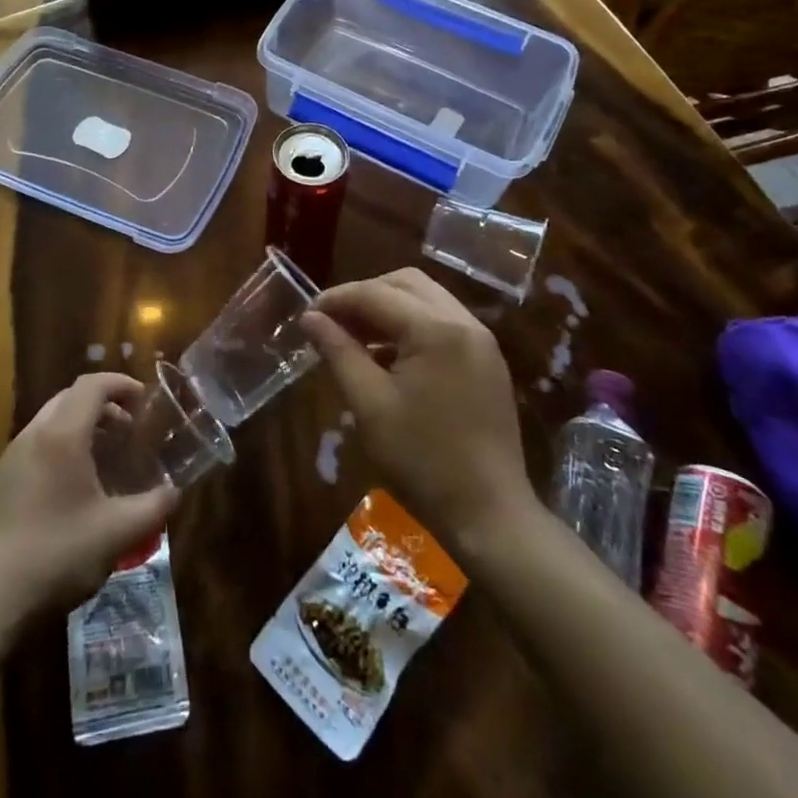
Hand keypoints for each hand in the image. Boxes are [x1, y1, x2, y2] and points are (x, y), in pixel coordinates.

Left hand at [0, 373, 179, 618]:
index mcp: (62, 435)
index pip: (92, 385)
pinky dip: (65, 439)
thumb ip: (154, 506)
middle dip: (105, 402)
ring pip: (53, 416)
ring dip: (84, 421)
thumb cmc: (59, 554)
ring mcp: (15, 454)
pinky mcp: (5, 477)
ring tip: (109, 451)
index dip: (121, 384)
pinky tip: (80, 478)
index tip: (145, 400)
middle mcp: (35, 434)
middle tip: (131, 427)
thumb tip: (174, 491)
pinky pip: (40, 439)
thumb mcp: (119, 533)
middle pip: (71, 396)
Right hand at [302, 268, 535, 551]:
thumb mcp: (369, 405)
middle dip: (365, 294)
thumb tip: (310, 318)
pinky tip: (390, 355)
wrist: (490, 516)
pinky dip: (412, 324)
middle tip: (334, 321)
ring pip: (427, 298)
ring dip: (389, 307)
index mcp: (436, 329)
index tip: (308, 315)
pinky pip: (444, 321)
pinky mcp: (488, 360)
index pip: (376, 293)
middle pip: (405, 282)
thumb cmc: (422, 460)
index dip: (337, 298)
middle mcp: (464, 322)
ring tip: (357, 337)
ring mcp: (482, 340)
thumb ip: (338, 352)